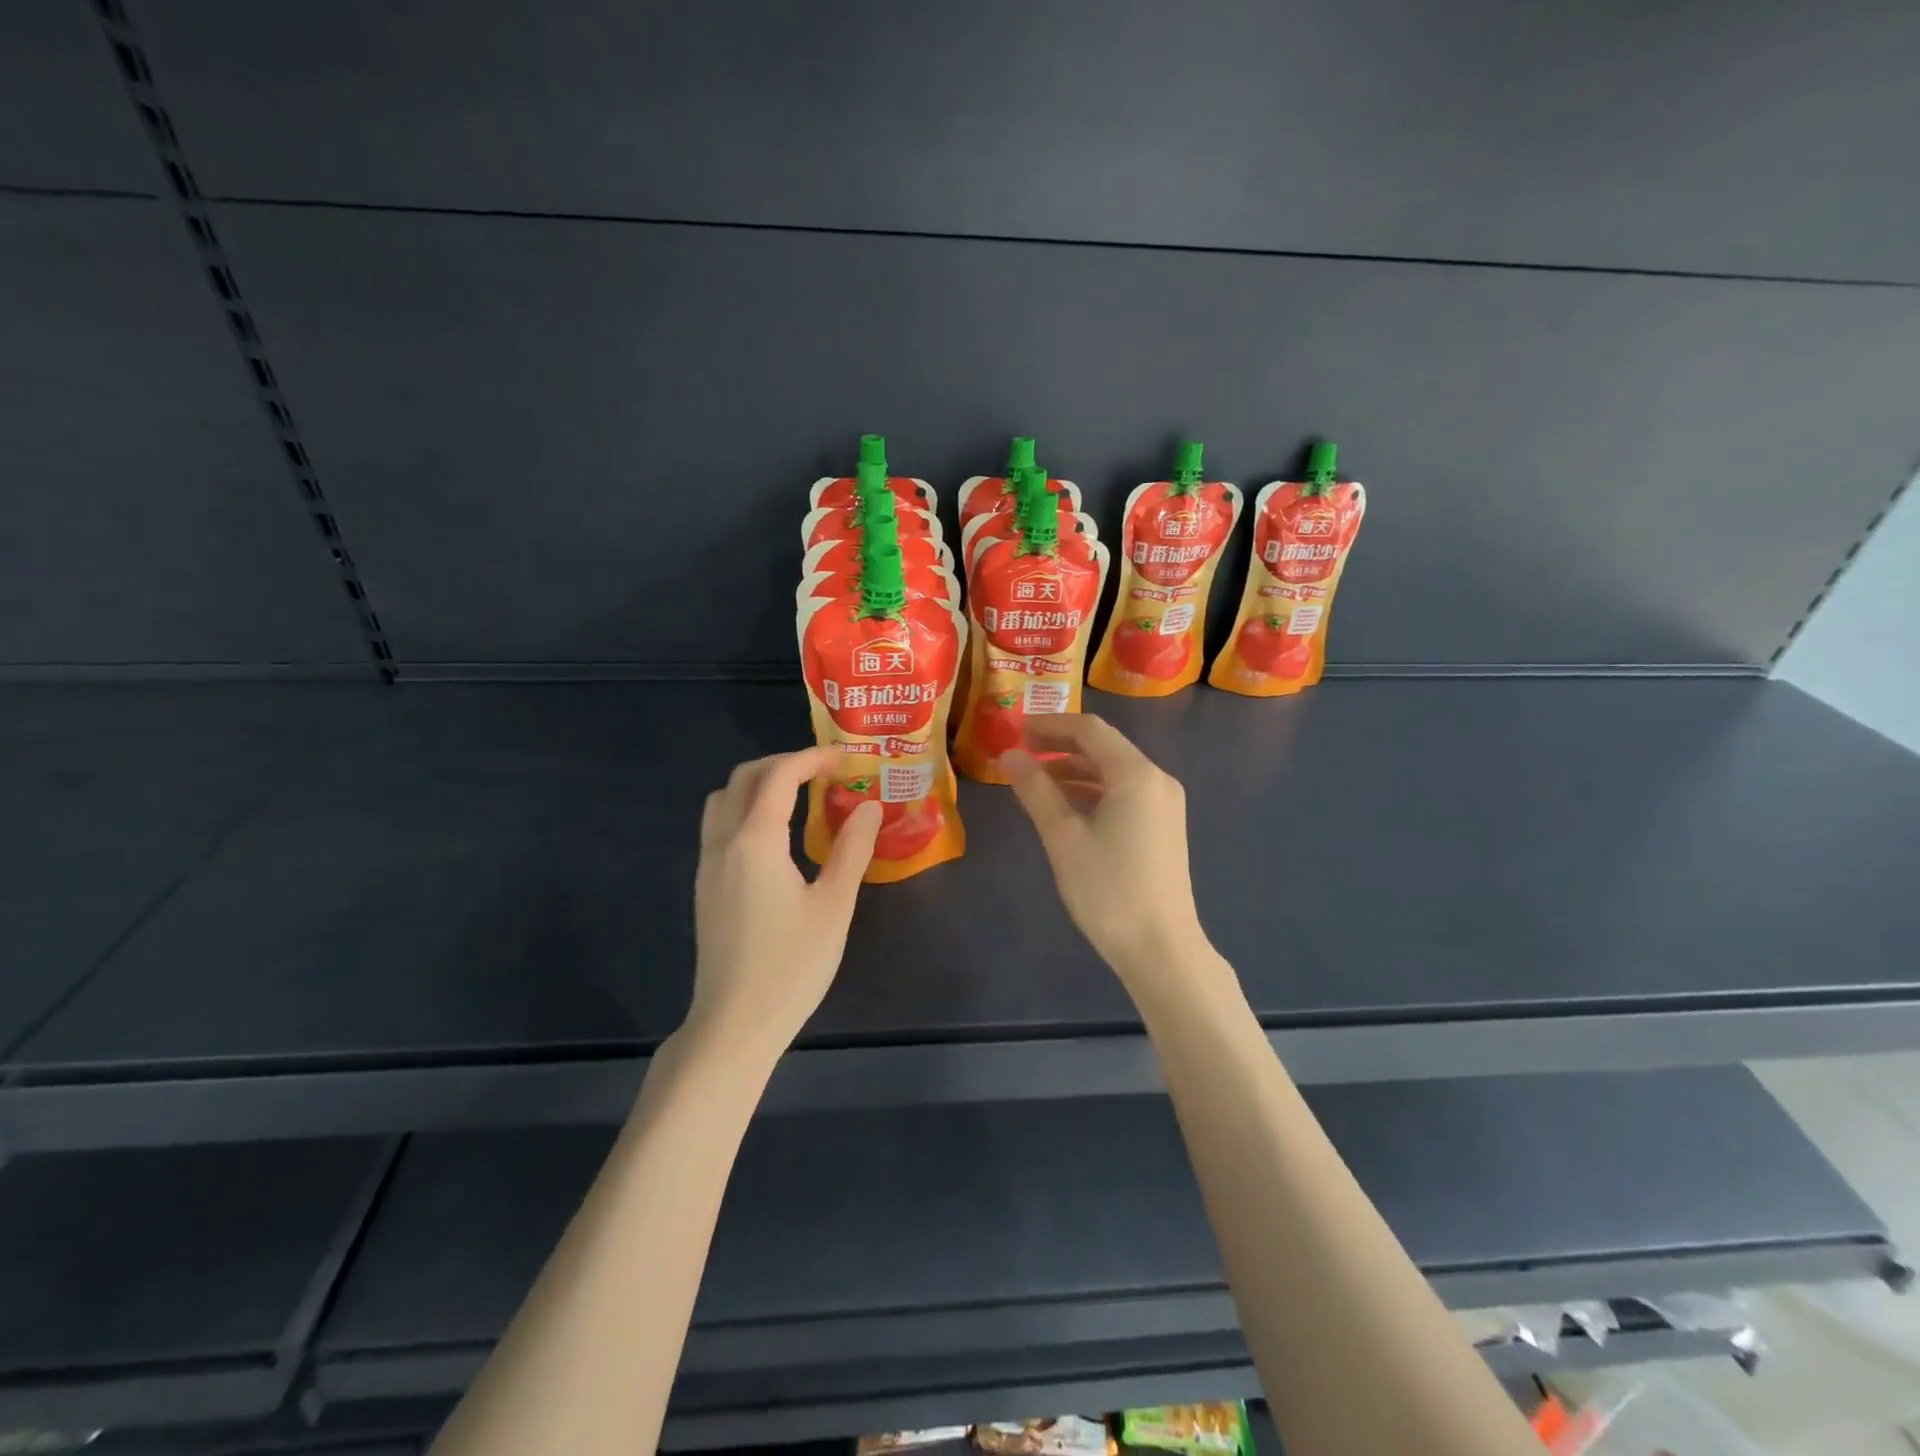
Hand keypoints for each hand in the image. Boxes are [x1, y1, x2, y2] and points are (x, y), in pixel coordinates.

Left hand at [689, 747, 880, 1056]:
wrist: (734, 1023)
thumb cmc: (791, 965)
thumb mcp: (834, 906)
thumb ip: (852, 850)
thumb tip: (870, 807)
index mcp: (755, 841)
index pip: (779, 775)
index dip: (812, 757)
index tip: (845, 757)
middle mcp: (723, 842)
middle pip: (744, 777)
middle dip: (783, 763)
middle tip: (823, 771)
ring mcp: (708, 864)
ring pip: (723, 799)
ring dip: (758, 783)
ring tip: (798, 795)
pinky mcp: (706, 886)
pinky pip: (719, 824)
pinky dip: (746, 808)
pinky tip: (776, 835)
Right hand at [1004, 715, 1208, 983]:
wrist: (1161, 949)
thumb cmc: (1108, 890)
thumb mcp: (1063, 837)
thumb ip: (1036, 790)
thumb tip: (1009, 755)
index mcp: (1136, 774)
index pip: (1090, 730)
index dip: (1050, 724)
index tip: (1014, 729)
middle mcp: (1156, 779)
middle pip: (1104, 746)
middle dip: (1060, 744)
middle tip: (1019, 751)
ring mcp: (1163, 804)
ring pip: (1113, 770)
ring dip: (1074, 768)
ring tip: (1033, 778)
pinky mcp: (1162, 826)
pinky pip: (1123, 792)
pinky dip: (1091, 790)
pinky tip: (1064, 804)